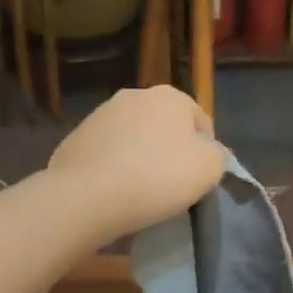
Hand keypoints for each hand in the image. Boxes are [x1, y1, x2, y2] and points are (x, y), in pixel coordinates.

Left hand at [48, 86, 224, 240]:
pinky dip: (114, 169)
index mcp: (169, 97)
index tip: (198, 180)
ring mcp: (100, 115)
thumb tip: (207, 153)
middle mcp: (134, 95)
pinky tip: (114, 193)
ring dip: (140, 159)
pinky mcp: (76, 138)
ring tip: (140, 193)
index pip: (200, 122)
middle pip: (164, 128)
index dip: (205, 152)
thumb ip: (217, 155)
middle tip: (171, 187)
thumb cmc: (157, 177)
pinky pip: (107, 155)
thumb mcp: (209, 168)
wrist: (87, 196)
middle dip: (170, 152)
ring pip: (134, 140)